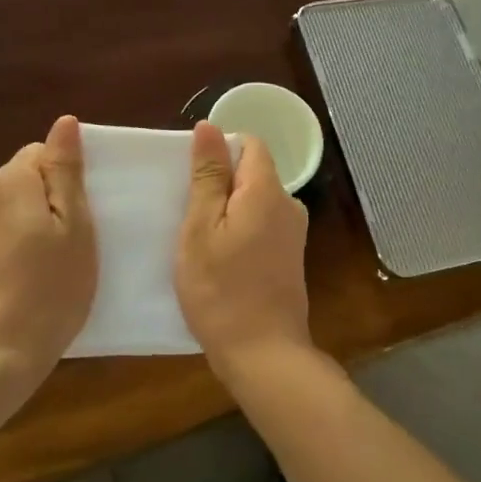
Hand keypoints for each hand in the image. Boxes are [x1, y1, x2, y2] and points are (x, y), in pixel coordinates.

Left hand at [0, 115, 97, 398]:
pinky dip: (1, 253)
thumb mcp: (75, 228)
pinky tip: (14, 287)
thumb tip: (64, 121)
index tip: (78, 217)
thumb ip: (66, 171)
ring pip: (2, 213)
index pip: (39, 153)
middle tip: (66, 247)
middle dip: (42, 203)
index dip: (64, 179)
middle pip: (18, 182)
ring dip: (21, 228)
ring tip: (40, 271)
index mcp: (9, 181)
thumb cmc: (48, 291)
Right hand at [174, 119, 310, 383]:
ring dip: (228, 212)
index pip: (249, 144)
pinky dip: (240, 232)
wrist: (263, 355)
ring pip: (255, 202)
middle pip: (252, 173)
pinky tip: (220, 260)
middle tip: (187, 214)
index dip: (219, 152)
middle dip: (220, 185)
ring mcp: (293, 234)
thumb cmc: (221, 290)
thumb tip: (209, 126)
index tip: (192, 179)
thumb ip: (207, 175)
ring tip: (200, 240)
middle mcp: (289, 205)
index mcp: (268, 191)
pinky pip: (262, 226)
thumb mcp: (201, 228)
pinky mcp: (290, 258)